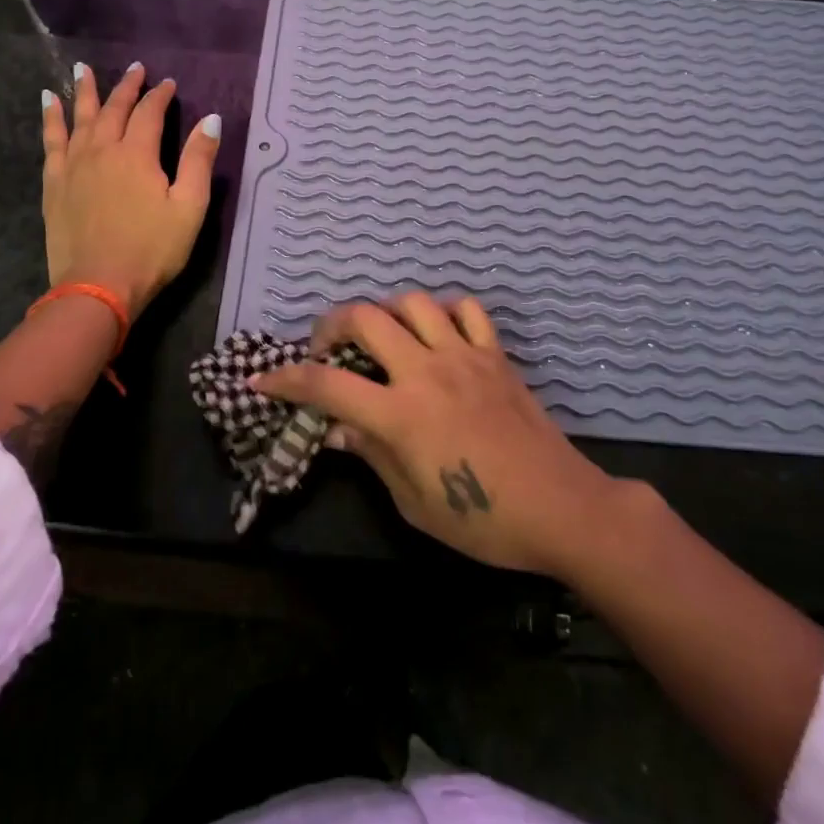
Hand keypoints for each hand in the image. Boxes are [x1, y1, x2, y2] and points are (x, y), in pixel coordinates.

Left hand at [40, 61, 220, 317]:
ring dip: (84, 92)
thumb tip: (211, 119)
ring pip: (80, 118)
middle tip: (135, 68)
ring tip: (82, 69)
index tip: (168, 83)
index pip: (149, 113)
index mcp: (137, 154)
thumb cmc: (152, 250)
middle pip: (114, 109)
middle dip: (127, 86)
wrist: (98, 287)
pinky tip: (47, 101)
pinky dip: (51, 119)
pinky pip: (51, 141)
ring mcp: (74, 165)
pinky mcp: (55, 183)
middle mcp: (103, 150)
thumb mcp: (189, 207)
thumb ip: (199, 160)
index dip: (160, 96)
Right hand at [253, 293, 629, 575]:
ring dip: (387, 312)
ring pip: (413, 302)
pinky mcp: (495, 353)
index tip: (262, 380)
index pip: (327, 384)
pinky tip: (438, 333)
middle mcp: (426, 371)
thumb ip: (372, 455)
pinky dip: (445, 312)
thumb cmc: (482, 520)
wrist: (560, 507)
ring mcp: (464, 355)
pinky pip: (467, 310)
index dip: (287, 380)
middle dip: (333, 326)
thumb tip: (337, 428)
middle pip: (365, 318)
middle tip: (326, 350)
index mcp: (401, 414)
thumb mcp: (413, 503)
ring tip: (382, 336)